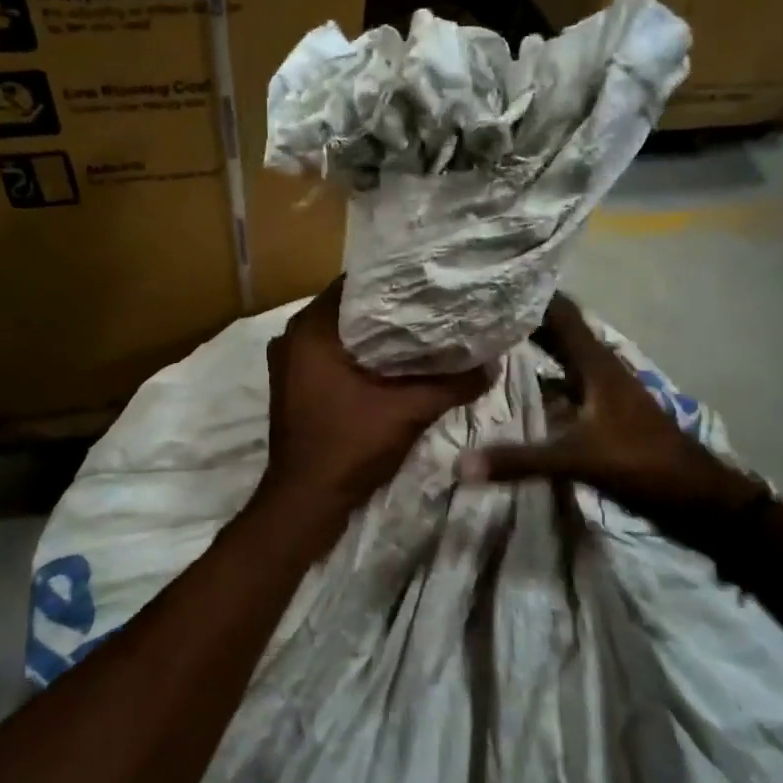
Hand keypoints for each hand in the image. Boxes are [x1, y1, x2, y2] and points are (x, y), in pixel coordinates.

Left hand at [259, 282, 491, 519]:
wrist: (306, 501)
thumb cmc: (349, 447)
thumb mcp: (408, 412)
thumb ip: (452, 384)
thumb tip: (493, 365)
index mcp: (311, 330)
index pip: (356, 284)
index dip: (396, 281)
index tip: (431, 283)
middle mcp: (292, 337)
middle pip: (349, 309)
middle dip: (390, 309)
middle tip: (434, 306)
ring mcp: (289, 363)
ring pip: (340, 334)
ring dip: (375, 334)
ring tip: (421, 330)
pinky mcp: (294, 385)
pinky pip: (331, 356)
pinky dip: (359, 356)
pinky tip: (394, 363)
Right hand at [457, 294, 763, 536]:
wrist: (695, 496)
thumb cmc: (642, 463)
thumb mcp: (578, 459)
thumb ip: (520, 460)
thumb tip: (460, 465)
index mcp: (596, 364)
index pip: (561, 313)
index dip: (530, 295)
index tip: (490, 283)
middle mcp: (598, 368)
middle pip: (557, 331)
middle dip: (521, 318)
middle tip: (476, 311)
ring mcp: (602, 390)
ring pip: (560, 357)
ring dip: (530, 346)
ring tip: (487, 340)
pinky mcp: (601, 412)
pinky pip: (563, 384)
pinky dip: (539, 379)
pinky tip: (513, 388)